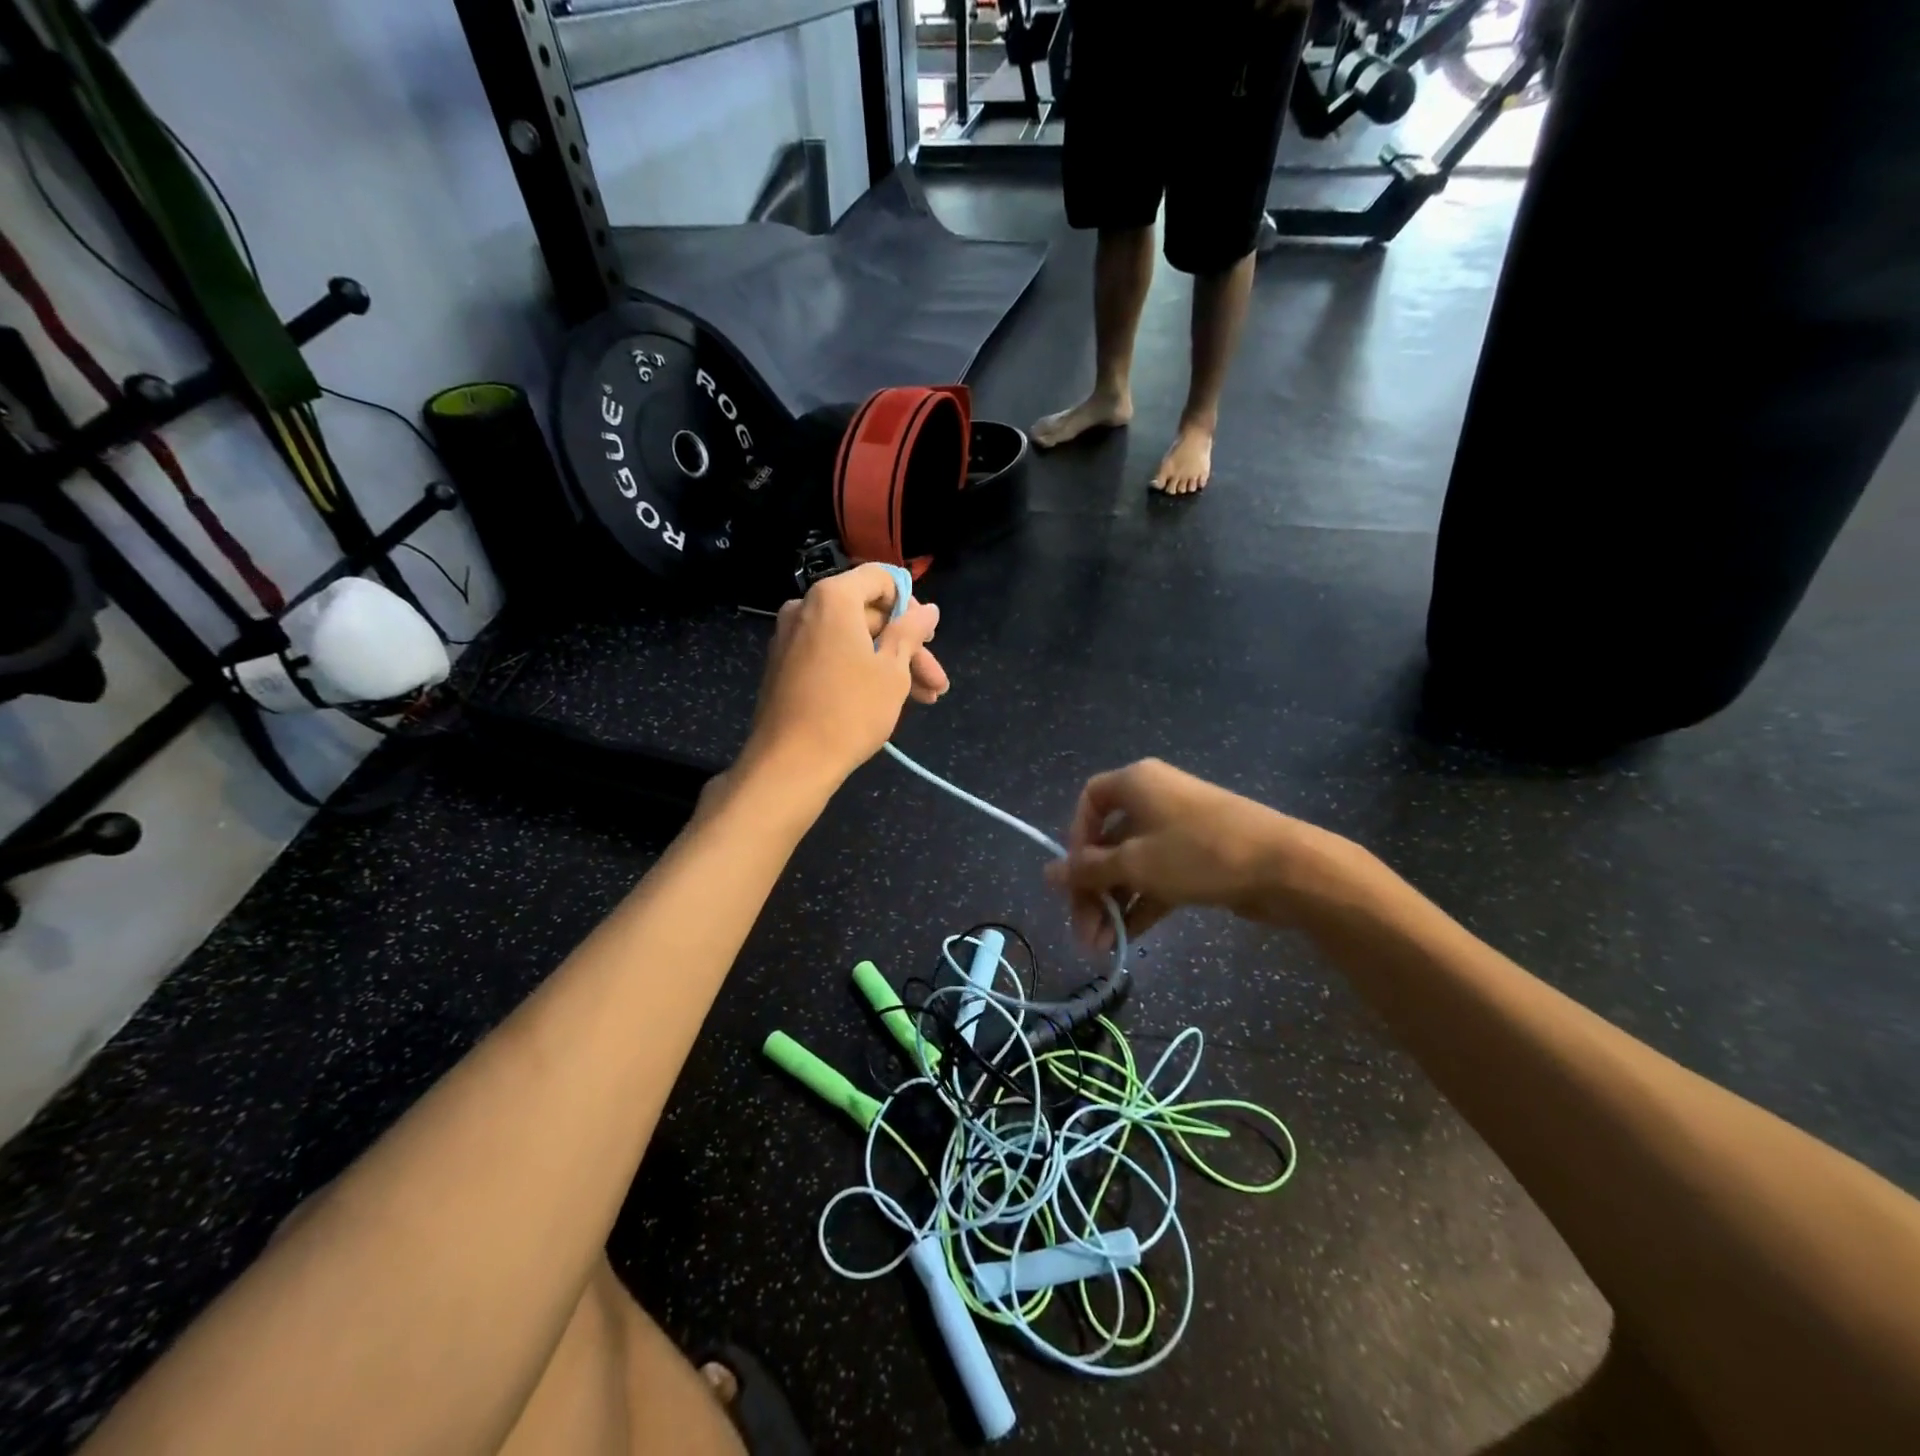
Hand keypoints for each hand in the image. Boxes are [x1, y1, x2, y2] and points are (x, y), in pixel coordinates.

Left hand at [742, 564, 947, 790]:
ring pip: (852, 640)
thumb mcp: (892, 670)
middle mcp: (805, 608)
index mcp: (832, 598)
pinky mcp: (784, 666)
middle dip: (907, 647)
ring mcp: (790, 638)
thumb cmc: (850, 710)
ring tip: (924, 699)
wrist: (790, 762)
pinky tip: (887, 699)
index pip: (880, 578)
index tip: (928, 638)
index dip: (911, 605)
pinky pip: (830, 655)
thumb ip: (911, 632)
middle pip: (868, 614)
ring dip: (889, 664)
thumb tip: (928, 609)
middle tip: (935, 682)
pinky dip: (859, 670)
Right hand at [1045, 758, 1348, 948]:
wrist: (1283, 867)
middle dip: (1093, 888)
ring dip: (1114, 903)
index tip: (1074, 876)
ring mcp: (1178, 828)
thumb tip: (1048, 873)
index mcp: (1136, 783)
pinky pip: (1157, 876)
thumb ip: (1089, 870)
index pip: (1089, 801)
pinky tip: (1125, 940)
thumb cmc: (1197, 853)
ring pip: (1132, 863)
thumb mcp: (1135, 864)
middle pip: (1108, 840)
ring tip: (1100, 947)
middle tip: (1083, 931)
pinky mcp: (1198, 856)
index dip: (1075, 838)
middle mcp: (1154, 798)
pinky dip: (1141, 904)